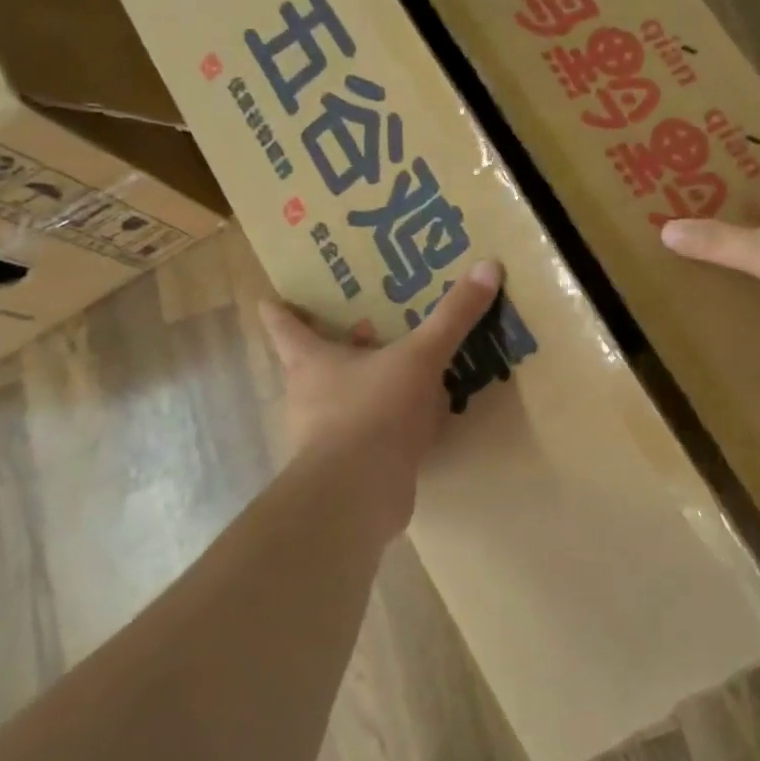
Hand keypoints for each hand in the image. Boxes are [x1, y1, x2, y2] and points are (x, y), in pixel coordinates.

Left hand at [255, 261, 502, 534]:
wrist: (358, 495)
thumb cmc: (373, 411)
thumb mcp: (420, 356)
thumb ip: (452, 316)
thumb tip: (488, 265)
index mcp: (312, 362)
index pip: (285, 327)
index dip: (279, 310)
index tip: (271, 298)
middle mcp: (310, 396)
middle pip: (316, 362)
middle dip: (338, 344)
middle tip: (366, 322)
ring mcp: (327, 435)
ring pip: (346, 398)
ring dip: (370, 384)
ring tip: (404, 366)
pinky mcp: (350, 466)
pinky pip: (372, 432)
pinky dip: (392, 423)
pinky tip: (423, 418)